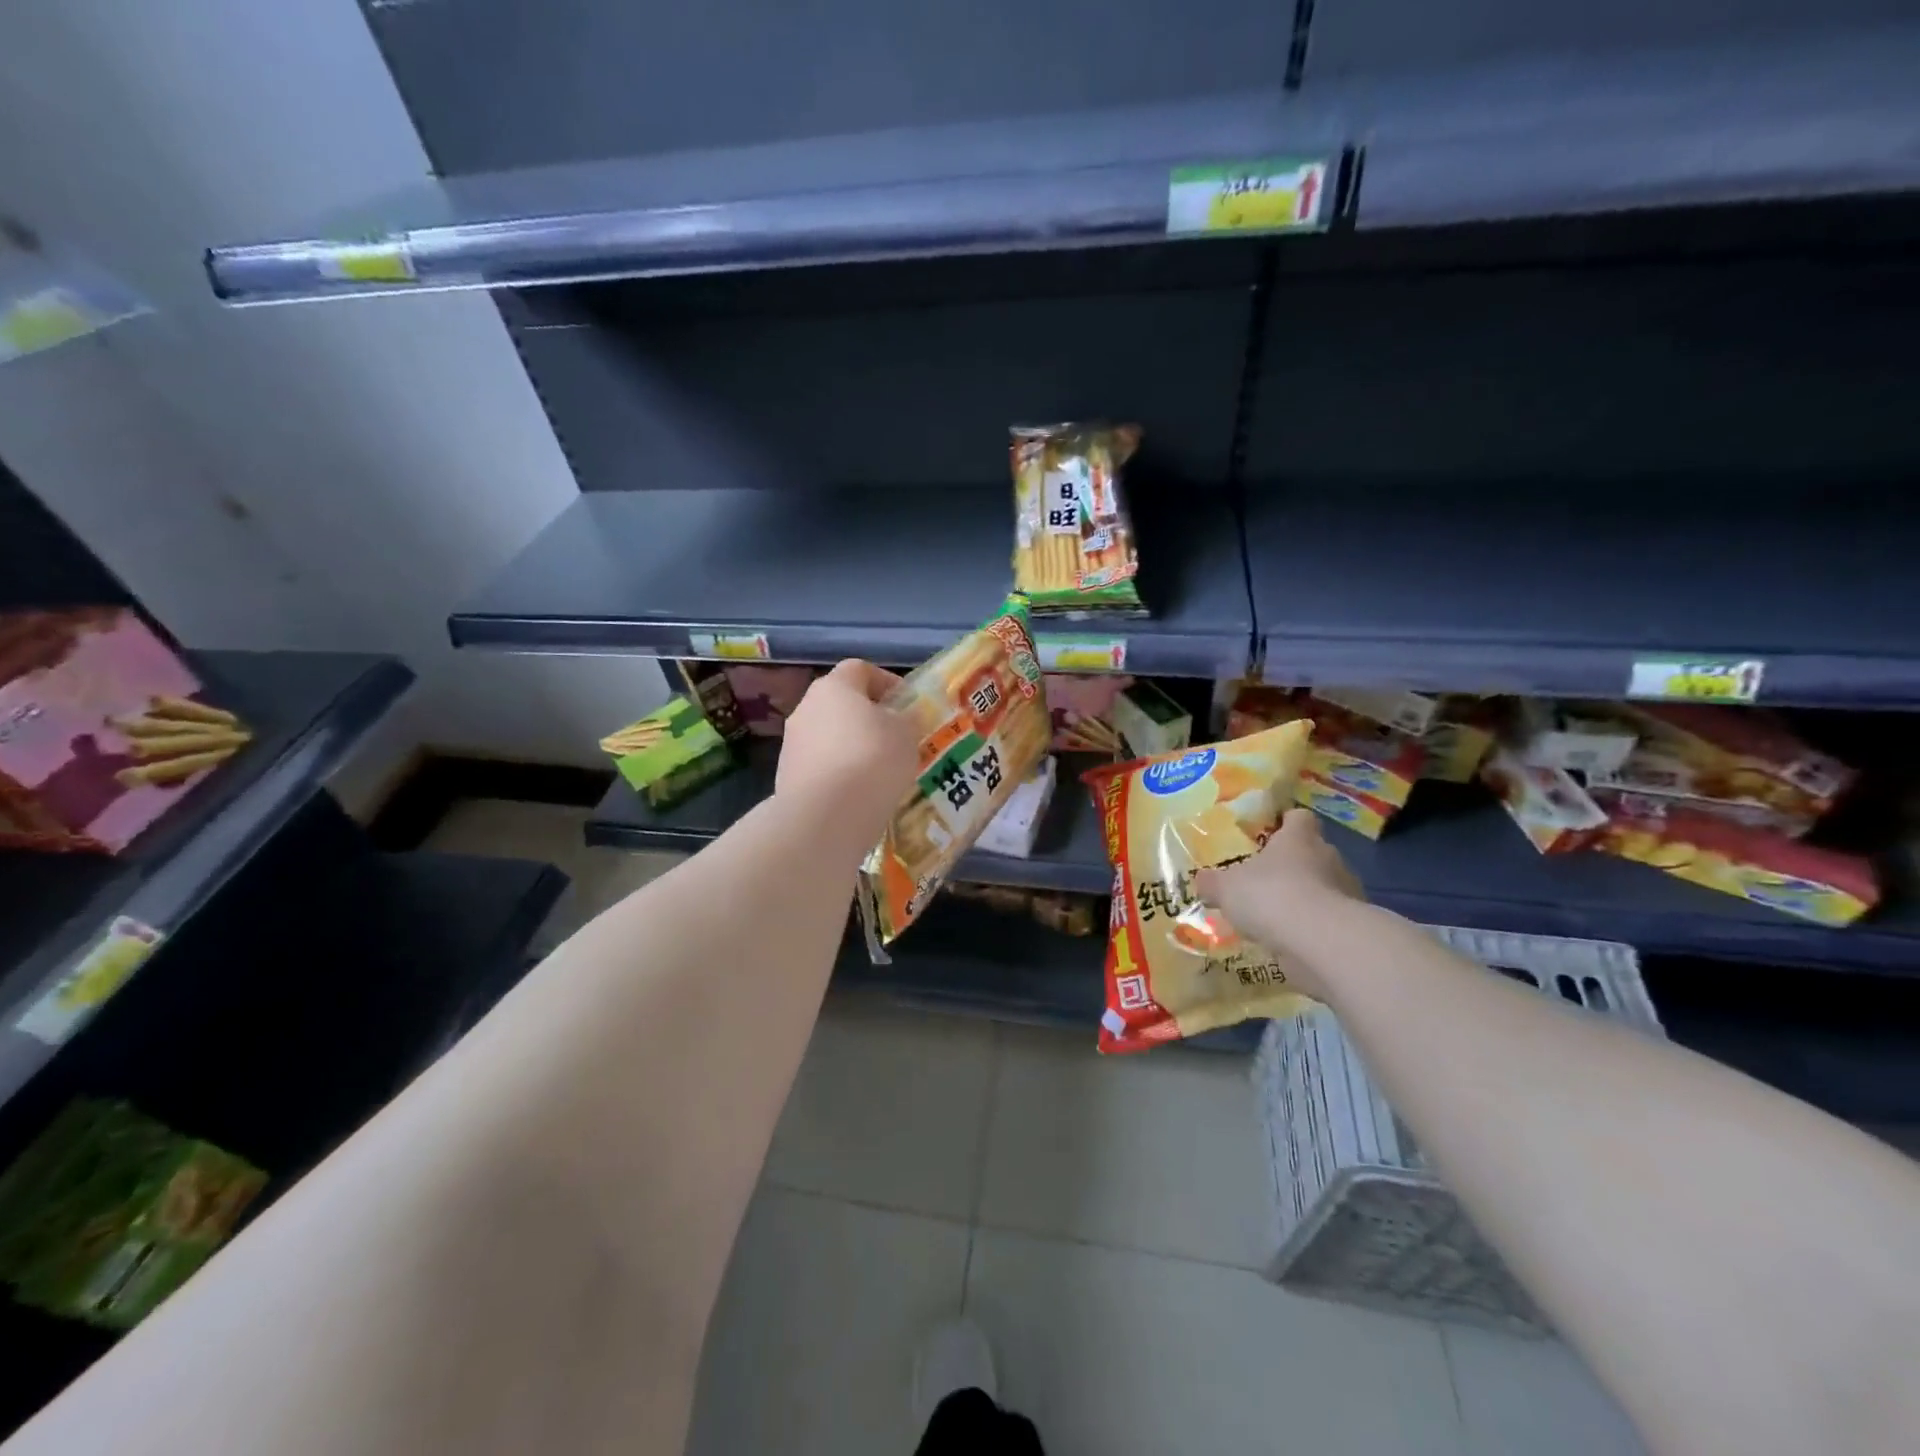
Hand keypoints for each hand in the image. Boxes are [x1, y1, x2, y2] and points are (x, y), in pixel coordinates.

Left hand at [776, 660, 920, 848]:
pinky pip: (822, 766)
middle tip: (898, 739)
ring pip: (830, 736)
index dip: (887, 681)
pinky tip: (860, 793)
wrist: (824, 817)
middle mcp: (806, 708)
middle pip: (842, 703)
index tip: (908, 704)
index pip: (860, 669)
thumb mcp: (907, 733)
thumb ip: (908, 718)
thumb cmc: (872, 760)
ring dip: (854, 747)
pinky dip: (841, 773)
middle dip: (870, 718)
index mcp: (834, 687)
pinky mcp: (788, 776)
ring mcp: (792, 744)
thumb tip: (903, 716)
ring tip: (882, 771)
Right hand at [1195, 809, 1365, 994]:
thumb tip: (1202, 880)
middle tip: (1266, 882)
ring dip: (1305, 898)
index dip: (1286, 824)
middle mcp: (1328, 856)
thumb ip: (1213, 883)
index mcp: (1298, 838)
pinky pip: (1329, 919)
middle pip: (1312, 853)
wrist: (1320, 941)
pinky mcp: (1353, 925)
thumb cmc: (1271, 895)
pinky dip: (1314, 926)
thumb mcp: (1226, 888)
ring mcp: (1346, 891)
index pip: (1299, 818)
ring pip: (1324, 887)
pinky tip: (1292, 940)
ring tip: (1278, 917)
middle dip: (1293, 866)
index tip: (1271, 835)